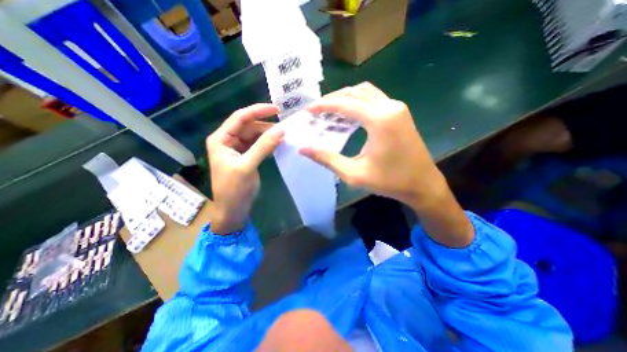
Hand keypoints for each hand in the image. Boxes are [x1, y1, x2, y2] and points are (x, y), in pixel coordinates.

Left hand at [206, 104, 284, 235]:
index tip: (276, 109)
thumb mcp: (247, 166)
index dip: (258, 111)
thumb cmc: (234, 189)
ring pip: (255, 135)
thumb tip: (281, 129)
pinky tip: (279, 144)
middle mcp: (228, 140)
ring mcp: (238, 149)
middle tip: (285, 126)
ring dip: (269, 135)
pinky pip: (259, 145)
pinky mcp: (247, 156)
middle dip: (266, 125)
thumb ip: (263, 146)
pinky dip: (268, 144)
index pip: (240, 118)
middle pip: (249, 126)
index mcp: (221, 139)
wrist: (233, 209)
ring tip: (285, 135)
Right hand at [301, 82, 442, 208]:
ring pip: (365, 92)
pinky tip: (348, 115)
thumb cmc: (389, 181)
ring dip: (345, 98)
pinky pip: (374, 99)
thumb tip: (303, 149)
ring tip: (329, 110)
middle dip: (332, 99)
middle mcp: (389, 106)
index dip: (323, 105)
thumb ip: (327, 159)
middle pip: (354, 93)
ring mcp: (397, 107)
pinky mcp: (399, 112)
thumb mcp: (353, 174)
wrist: (422, 184)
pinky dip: (358, 102)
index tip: (307, 110)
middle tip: (316, 111)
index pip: (344, 104)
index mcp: (379, 120)